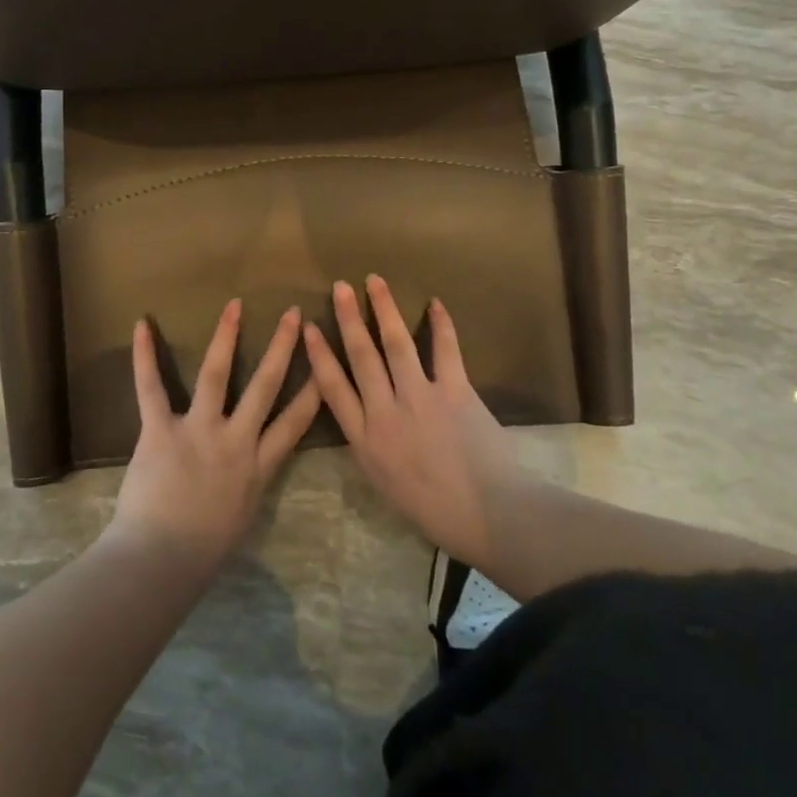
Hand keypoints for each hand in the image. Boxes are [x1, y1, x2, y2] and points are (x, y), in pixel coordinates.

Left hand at [110, 300, 322, 573]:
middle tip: (292, 315)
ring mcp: (199, 432)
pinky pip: (151, 388)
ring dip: (226, 336)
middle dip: (282, 348)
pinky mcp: (161, 430)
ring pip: (217, 374)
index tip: (326, 361)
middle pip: (265, 386)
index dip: (314, 389)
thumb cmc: (203, 550)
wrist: (161, 561)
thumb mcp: (243, 515)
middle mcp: (235, 440)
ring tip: (235, 306)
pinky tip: (142, 326)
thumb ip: (251, 482)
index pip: (295, 422)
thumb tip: (253, 464)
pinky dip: (144, 357)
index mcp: (259, 466)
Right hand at [304, 276, 522, 569]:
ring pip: (395, 344)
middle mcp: (386, 412)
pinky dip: (441, 325)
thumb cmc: (434, 510)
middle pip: (361, 356)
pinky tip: (435, 303)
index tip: (309, 328)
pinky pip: (445, 350)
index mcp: (365, 440)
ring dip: (384, 309)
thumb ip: (371, 446)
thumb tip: (365, 419)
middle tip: (340, 286)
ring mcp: (420, 399)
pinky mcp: (454, 391)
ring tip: (375, 281)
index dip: (319, 355)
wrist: (487, 515)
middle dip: (348, 318)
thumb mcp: (384, 483)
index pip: (332, 389)